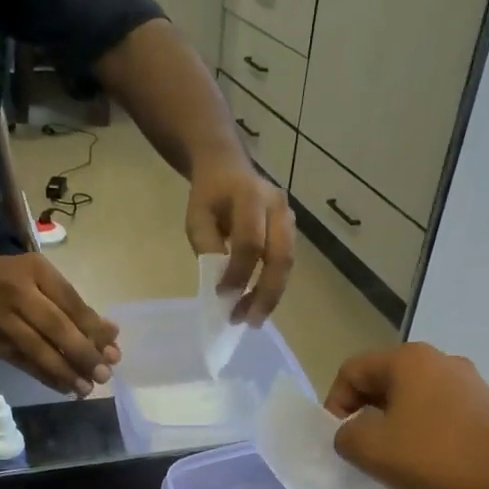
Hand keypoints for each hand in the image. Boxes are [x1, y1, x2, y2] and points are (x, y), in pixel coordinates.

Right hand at [0, 251, 120, 396]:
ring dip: (65, 371)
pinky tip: (63, 387)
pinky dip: (44, 376)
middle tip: (104, 374)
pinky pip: (21, 362)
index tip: (114, 352)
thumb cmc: (4, 279)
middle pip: (57, 327)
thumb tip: (110, 335)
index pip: (72, 303)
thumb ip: (72, 306)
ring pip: (38, 348)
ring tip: (86, 389)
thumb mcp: (38, 280)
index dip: (94, 330)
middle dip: (83, 353)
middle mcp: (18, 291)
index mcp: (37, 270)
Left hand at [184, 154, 294, 325]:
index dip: (238, 272)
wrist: (227, 167)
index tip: (222, 296)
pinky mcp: (291, 230)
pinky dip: (272, 285)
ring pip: (287, 263)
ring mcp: (289, 217)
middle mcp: (277, 206)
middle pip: (280, 256)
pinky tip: (256, 303)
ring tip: (251, 319)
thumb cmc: (209, 196)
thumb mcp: (197, 218)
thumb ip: (208, 247)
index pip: (250, 242)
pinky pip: (285, 262)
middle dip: (265, 293)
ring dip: (271, 294)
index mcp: (250, 196)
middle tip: (249, 321)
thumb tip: (224, 285)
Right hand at [327, 343, 488, 488]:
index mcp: (409, 360)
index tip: (340, 442)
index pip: (351, 371)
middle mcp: (441, 362)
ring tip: (393, 466)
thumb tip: (353, 432)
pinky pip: (438, 419)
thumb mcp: (371, 449)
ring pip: (411, 403)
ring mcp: (469, 387)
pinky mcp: (487, 413)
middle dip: (364, 418)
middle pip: (382, 384)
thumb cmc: (437, 460)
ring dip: (393, 431)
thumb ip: (345, 434)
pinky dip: (422, 439)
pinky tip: (425, 469)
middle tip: (362, 455)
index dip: (334, 405)